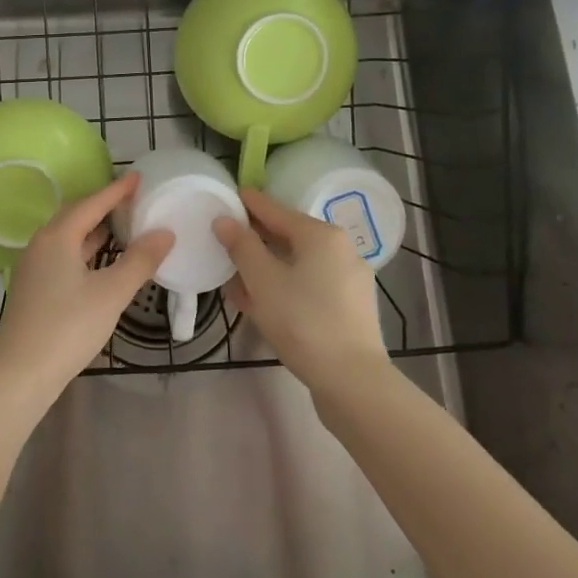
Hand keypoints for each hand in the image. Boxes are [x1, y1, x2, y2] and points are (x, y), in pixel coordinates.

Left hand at [0, 174, 172, 404]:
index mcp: (57, 237)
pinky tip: (100, 260)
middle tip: (132, 200)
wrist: (21, 374)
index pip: (91, 203)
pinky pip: (63, 254)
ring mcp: (34, 267)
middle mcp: (41, 244)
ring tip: (122, 225)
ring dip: (93, 229)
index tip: (138, 177)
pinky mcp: (33, 288)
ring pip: (67, 237)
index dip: (116, 191)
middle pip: (75, 215)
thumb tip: (165, 233)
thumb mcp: (111, 293)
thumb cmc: (68, 327)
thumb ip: (139, 261)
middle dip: (103, 206)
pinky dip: (85, 249)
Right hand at [214, 189, 386, 388]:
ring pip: (298, 264)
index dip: (249, 204)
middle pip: (289, 236)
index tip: (228, 196)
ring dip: (267, 268)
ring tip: (238, 278)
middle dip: (256, 240)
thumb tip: (224, 220)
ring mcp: (349, 280)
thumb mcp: (263, 281)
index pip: (276, 210)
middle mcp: (340, 250)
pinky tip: (263, 304)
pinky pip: (309, 286)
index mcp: (321, 235)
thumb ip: (241, 246)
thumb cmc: (303, 321)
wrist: (352, 381)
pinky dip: (285, 287)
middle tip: (227, 241)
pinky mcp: (350, 308)